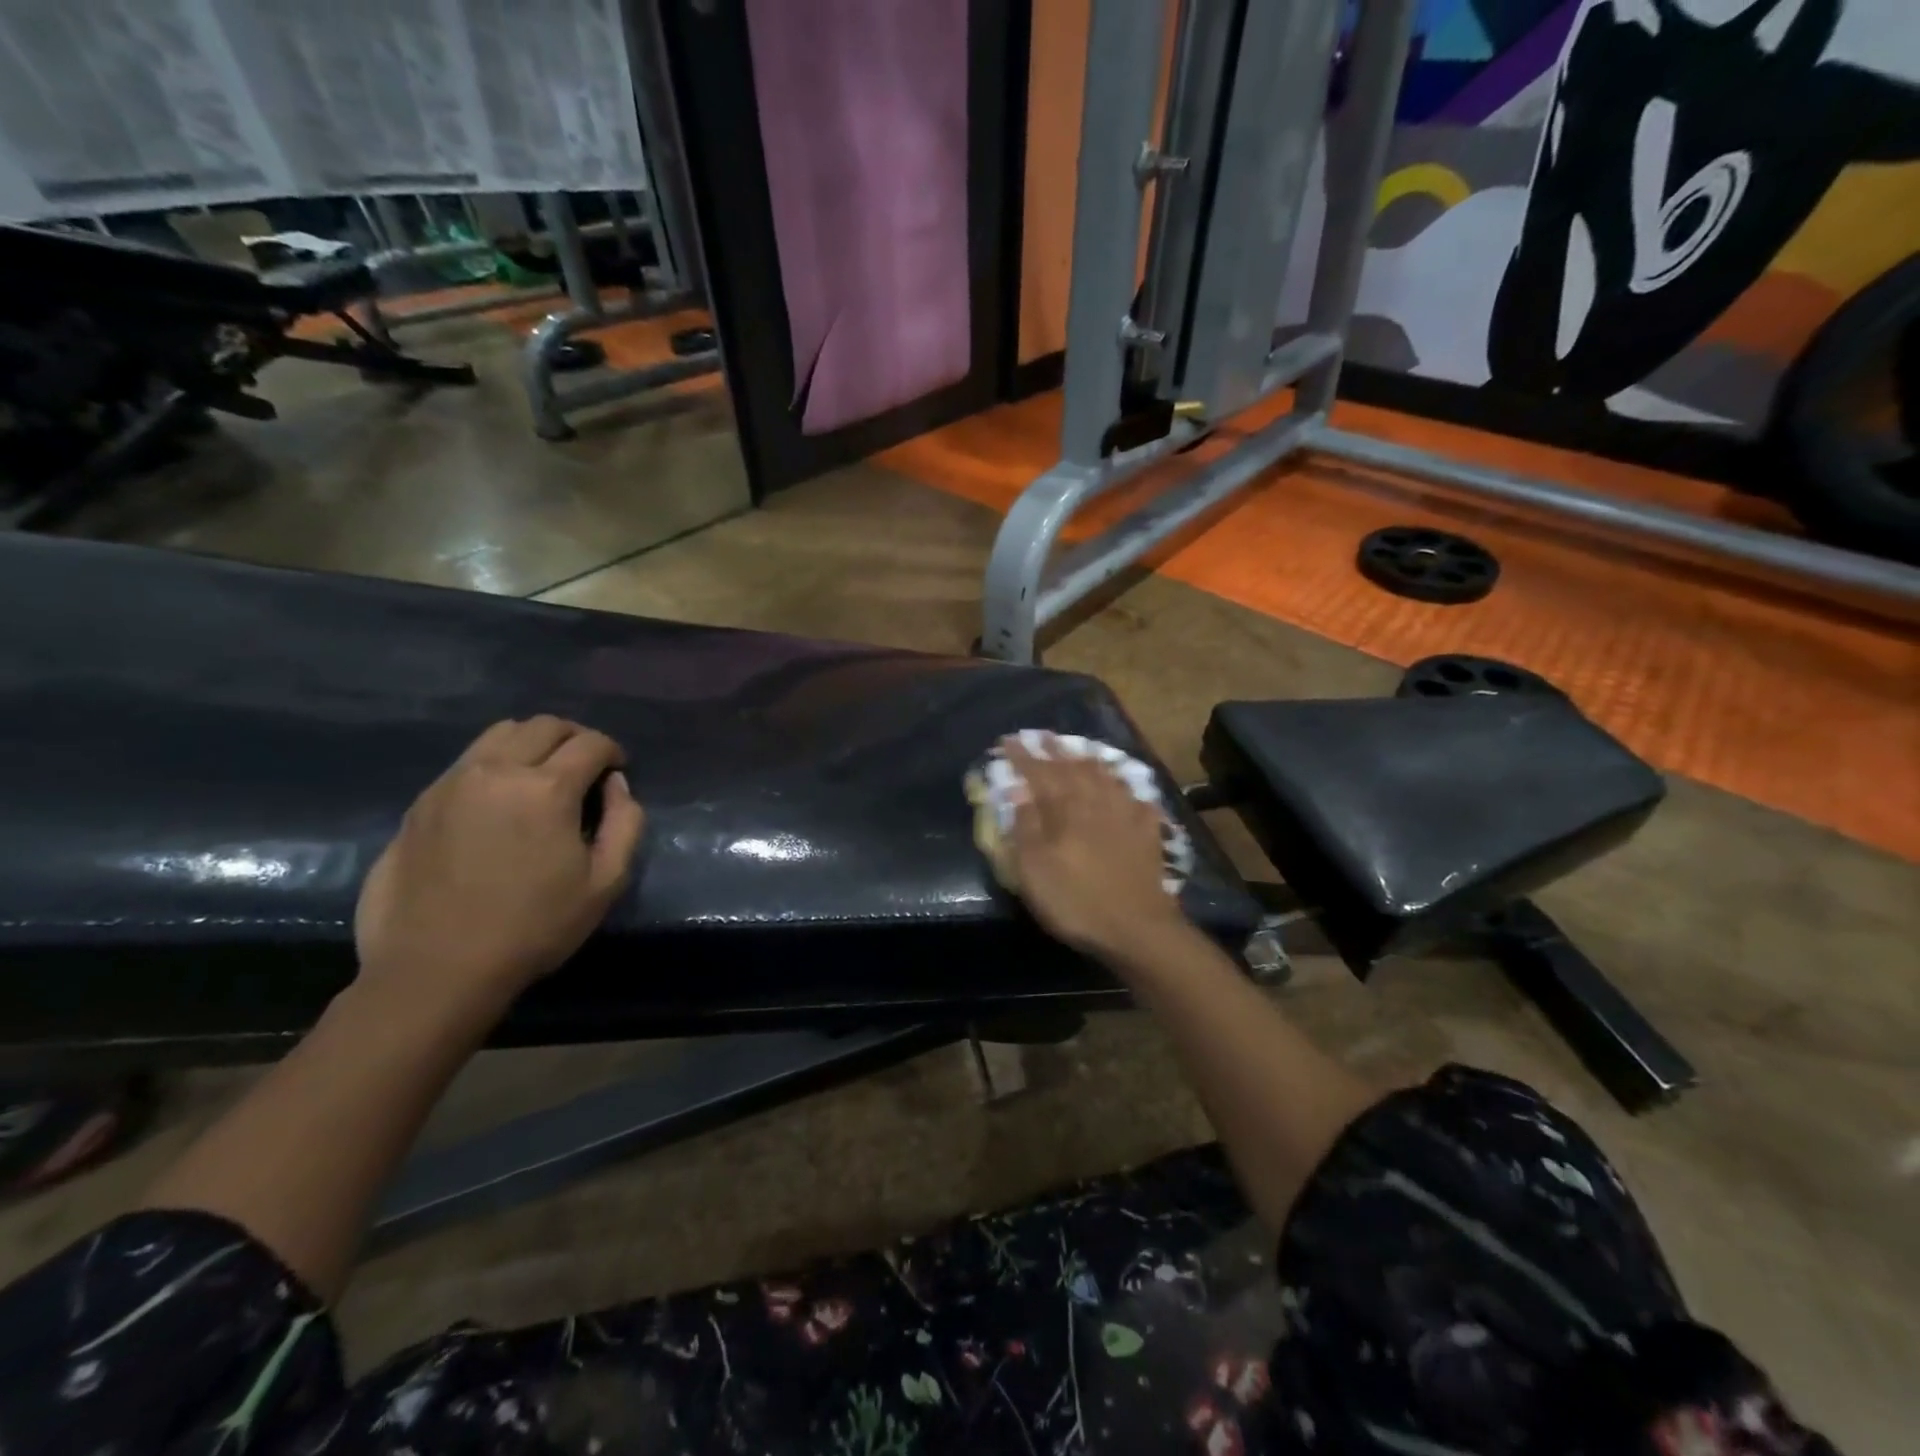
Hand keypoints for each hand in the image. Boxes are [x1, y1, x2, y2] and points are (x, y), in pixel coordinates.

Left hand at [353, 716, 646, 1022]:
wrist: (435, 969)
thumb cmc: (533, 928)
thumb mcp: (606, 882)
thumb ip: (626, 823)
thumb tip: (616, 785)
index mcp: (547, 789)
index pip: (591, 743)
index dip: (613, 751)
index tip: (618, 770)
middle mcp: (497, 770)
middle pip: (544, 725)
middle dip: (575, 737)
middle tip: (586, 766)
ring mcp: (452, 782)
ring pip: (501, 733)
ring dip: (533, 742)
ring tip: (543, 773)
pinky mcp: (421, 802)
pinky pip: (468, 759)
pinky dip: (497, 762)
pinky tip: (502, 798)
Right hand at [1001, 737, 1187, 960]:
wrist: (1137, 928)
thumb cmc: (1075, 900)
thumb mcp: (1034, 869)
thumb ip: (1025, 826)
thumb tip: (1018, 790)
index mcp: (1064, 809)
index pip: (1038, 773)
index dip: (1022, 756)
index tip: (1008, 741)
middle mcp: (1095, 802)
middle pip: (1073, 768)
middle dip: (1055, 750)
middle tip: (1042, 735)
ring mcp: (1126, 815)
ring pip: (1106, 777)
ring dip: (1089, 761)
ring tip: (1080, 751)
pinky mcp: (1148, 833)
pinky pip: (1137, 800)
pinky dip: (1127, 789)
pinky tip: (1127, 789)